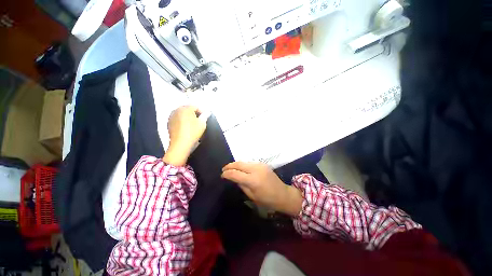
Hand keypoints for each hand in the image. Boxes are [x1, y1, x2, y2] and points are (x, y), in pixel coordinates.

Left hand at [163, 106, 206, 165]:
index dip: (202, 110)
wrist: (180, 144)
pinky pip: (178, 119)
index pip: (195, 106)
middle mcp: (177, 110)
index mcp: (185, 109)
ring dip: (188, 116)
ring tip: (194, 123)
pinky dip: (183, 121)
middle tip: (201, 119)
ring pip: (182, 114)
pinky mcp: (169, 123)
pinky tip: (187, 127)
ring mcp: (171, 117)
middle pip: (187, 109)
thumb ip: (205, 116)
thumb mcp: (202, 124)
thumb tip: (208, 112)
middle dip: (194, 113)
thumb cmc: (193, 132)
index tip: (206, 116)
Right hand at [221, 162, 302, 215]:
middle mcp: (256, 169)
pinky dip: (243, 165)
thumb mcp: (252, 196)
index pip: (235, 174)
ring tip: (230, 169)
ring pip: (244, 162)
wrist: (283, 194)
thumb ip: (242, 185)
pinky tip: (241, 169)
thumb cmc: (267, 200)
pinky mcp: (263, 164)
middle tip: (223, 169)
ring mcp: (260, 165)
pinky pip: (249, 163)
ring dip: (236, 164)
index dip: (227, 174)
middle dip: (229, 166)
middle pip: (239, 164)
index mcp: (253, 180)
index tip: (222, 175)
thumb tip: (234, 178)